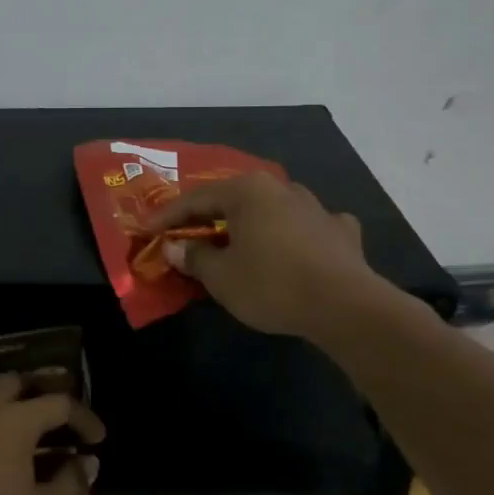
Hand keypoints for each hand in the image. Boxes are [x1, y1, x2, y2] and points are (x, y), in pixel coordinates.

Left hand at [0, 374, 105, 494]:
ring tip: (27, 452)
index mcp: (11, 424)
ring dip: (9, 418)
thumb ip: (70, 485)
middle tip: (57, 420)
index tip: (97, 438)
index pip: (56, 403)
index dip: (83, 417)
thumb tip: (85, 462)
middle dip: (38, 393)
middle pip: (12, 384)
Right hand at [150, 172, 379, 337]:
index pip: (195, 199)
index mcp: (247, 191)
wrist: (345, 306)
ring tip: (239, 242)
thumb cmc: (271, 284)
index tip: (147, 230)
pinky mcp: (342, 231)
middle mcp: (281, 188)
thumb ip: (194, 256)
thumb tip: (174, 246)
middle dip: (209, 218)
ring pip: (273, 209)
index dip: (168, 216)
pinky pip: (308, 226)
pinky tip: (296, 246)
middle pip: (234, 200)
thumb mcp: (220, 276)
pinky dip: (295, 234)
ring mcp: (316, 206)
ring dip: (252, 224)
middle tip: (188, 234)